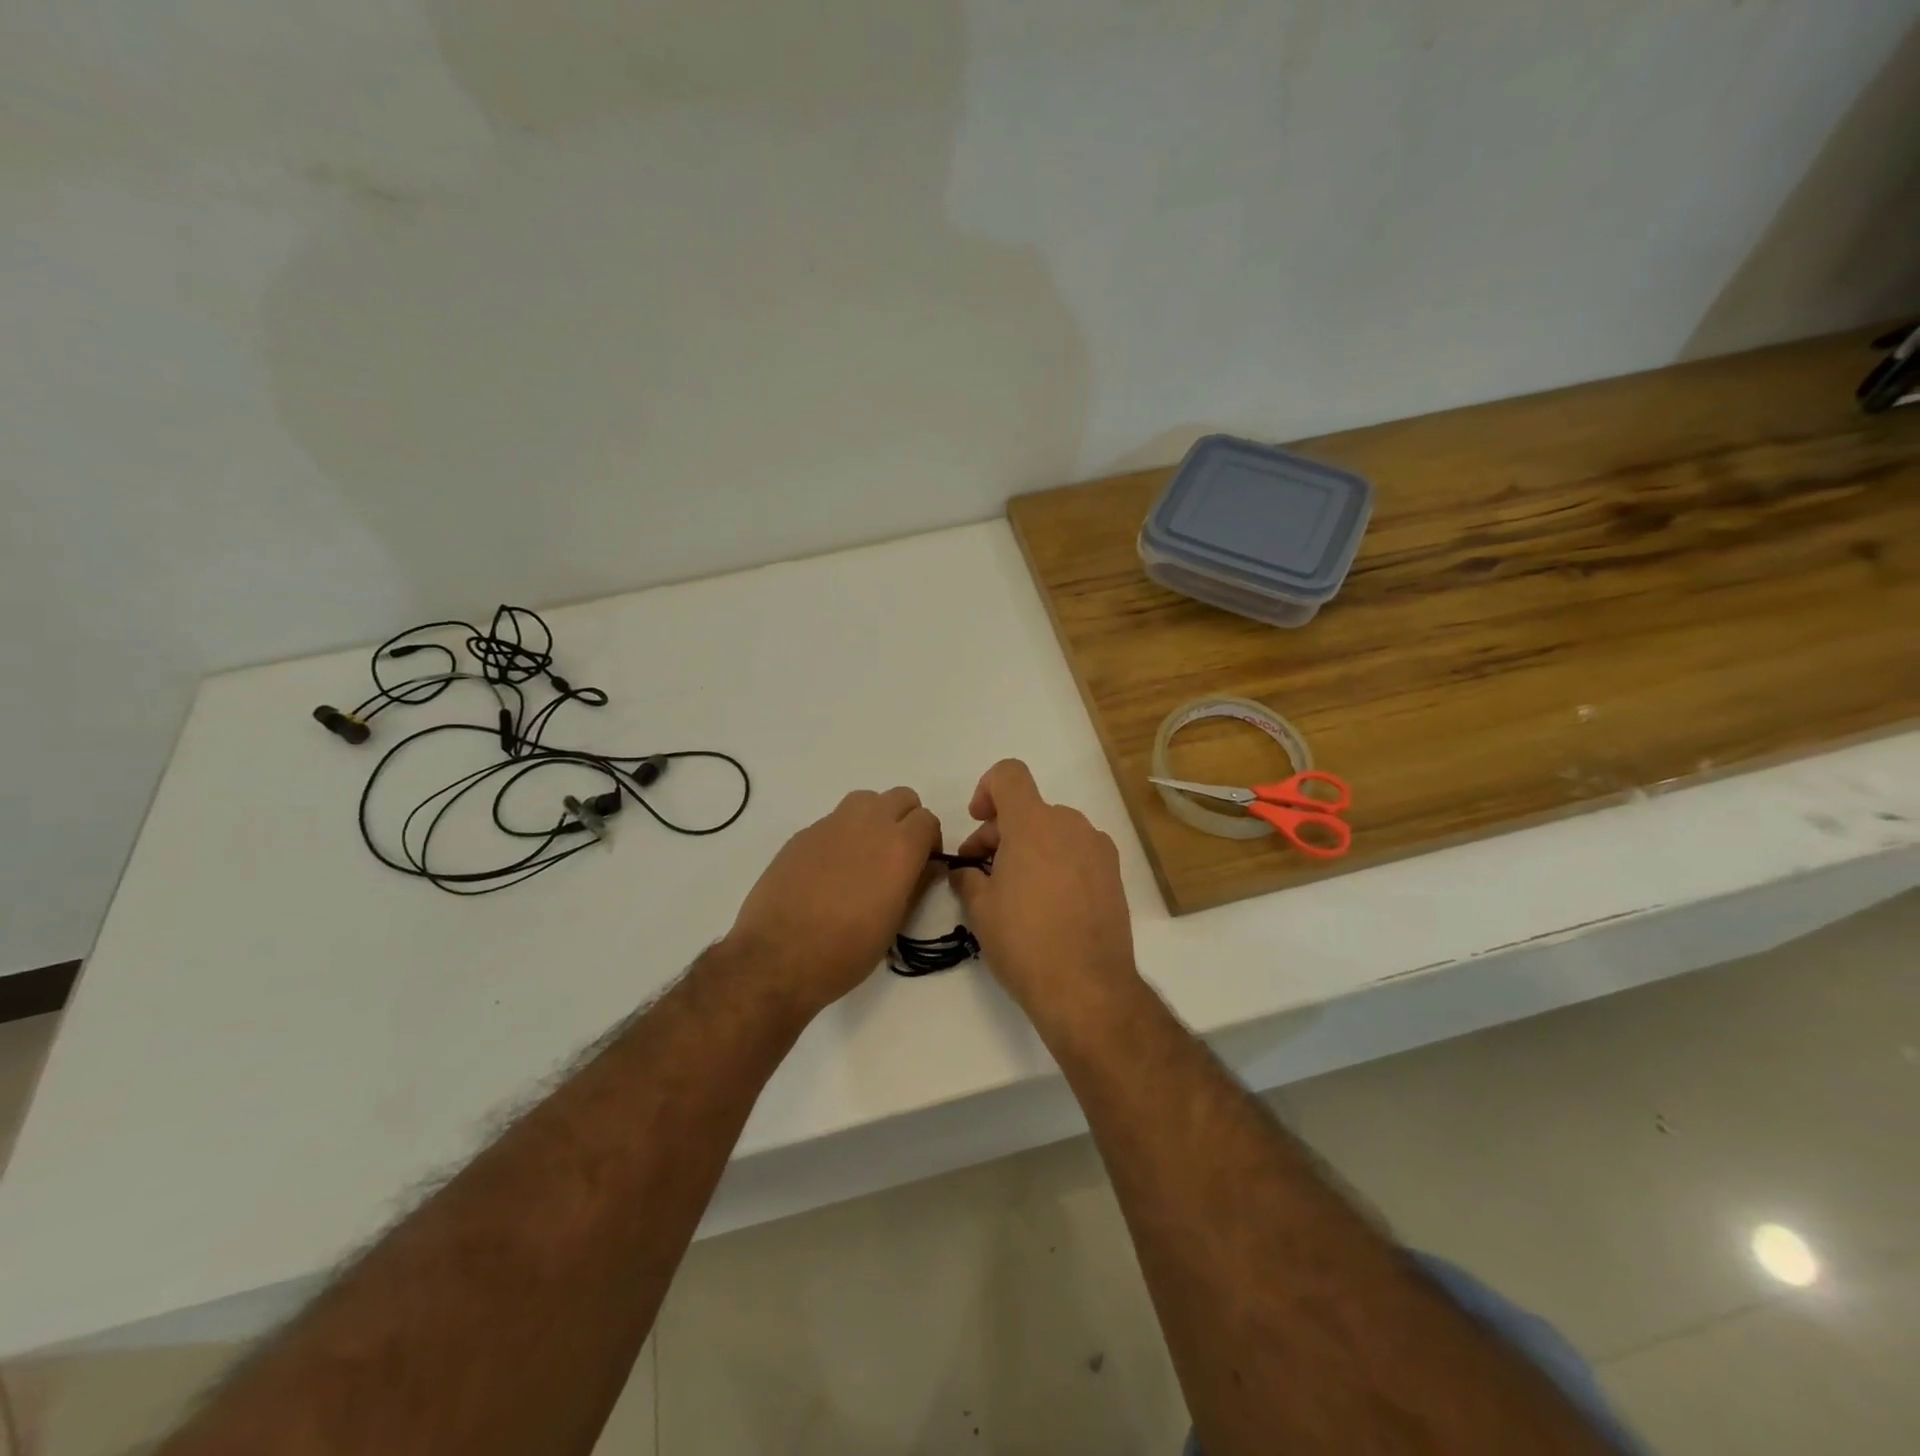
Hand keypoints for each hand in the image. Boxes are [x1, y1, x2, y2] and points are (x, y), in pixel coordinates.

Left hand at [724, 787, 941, 1013]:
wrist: (778, 956)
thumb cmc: (847, 950)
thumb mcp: (894, 924)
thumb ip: (917, 886)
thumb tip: (930, 866)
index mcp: (900, 847)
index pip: (928, 819)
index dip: (930, 841)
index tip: (923, 863)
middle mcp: (869, 824)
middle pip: (901, 797)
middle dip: (906, 819)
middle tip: (899, 854)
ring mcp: (832, 825)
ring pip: (865, 800)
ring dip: (874, 817)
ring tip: (866, 853)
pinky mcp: (803, 834)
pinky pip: (833, 820)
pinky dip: (842, 834)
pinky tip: (830, 869)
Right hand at [949, 760, 1138, 1015]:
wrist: (1087, 987)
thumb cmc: (1024, 942)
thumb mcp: (980, 910)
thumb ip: (968, 878)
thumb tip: (966, 872)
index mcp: (1034, 823)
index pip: (1009, 774)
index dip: (987, 789)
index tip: (978, 821)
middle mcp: (1070, 825)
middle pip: (1029, 808)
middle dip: (1001, 832)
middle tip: (982, 873)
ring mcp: (1097, 849)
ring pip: (1054, 830)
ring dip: (1029, 848)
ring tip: (1015, 891)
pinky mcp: (1114, 874)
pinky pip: (1076, 852)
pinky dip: (1056, 862)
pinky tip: (1047, 904)